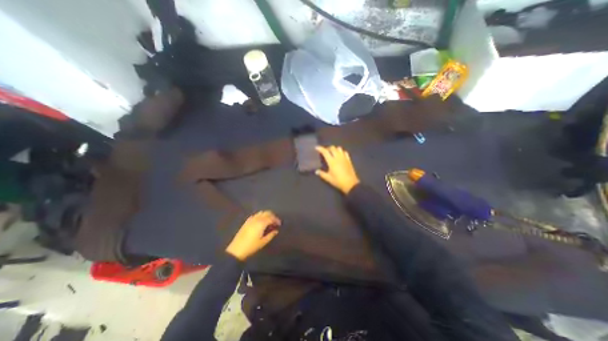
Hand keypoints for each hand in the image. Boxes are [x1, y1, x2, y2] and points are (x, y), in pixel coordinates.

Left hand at [224, 210, 281, 260]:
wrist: (236, 250)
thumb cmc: (251, 246)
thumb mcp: (263, 242)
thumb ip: (271, 235)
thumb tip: (276, 230)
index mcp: (261, 223)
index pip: (271, 218)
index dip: (276, 220)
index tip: (280, 224)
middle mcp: (257, 219)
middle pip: (267, 213)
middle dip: (272, 216)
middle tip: (275, 221)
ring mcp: (251, 219)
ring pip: (261, 212)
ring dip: (266, 215)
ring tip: (269, 221)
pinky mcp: (247, 221)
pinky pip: (256, 215)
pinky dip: (260, 216)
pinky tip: (261, 221)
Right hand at [316, 145, 357, 194]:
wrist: (350, 184)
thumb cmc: (338, 181)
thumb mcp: (328, 178)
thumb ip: (322, 174)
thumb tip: (316, 171)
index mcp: (332, 161)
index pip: (325, 152)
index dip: (320, 148)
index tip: (316, 147)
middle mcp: (338, 157)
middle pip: (332, 148)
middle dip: (327, 148)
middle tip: (324, 152)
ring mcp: (344, 158)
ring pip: (339, 148)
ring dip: (334, 149)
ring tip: (332, 153)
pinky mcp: (349, 160)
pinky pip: (345, 152)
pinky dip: (341, 151)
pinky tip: (340, 155)